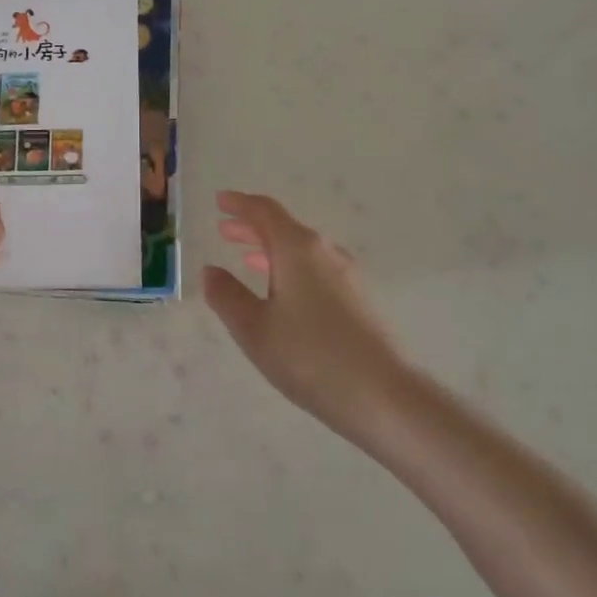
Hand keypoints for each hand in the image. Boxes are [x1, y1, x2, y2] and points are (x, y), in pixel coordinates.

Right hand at [203, 191, 407, 433]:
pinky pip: (316, 269)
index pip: (264, 212)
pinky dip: (290, 269)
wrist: (385, 395)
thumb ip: (227, 296)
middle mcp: (325, 253)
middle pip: (284, 228)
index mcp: (297, 249)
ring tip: (248, 260)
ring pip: (301, 251)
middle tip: (225, 229)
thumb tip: (211, 271)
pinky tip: (284, 293)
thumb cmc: (310, 357)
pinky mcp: (359, 300)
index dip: (239, 204)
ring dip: (271, 250)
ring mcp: (347, 276)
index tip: (219, 201)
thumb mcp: (254, 329)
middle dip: (252, 227)